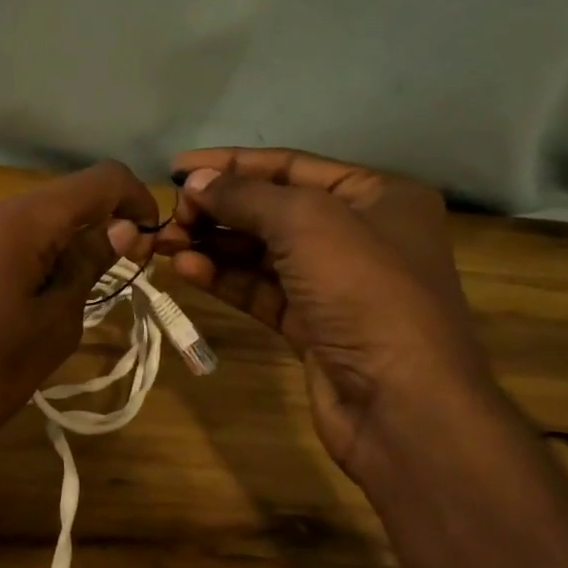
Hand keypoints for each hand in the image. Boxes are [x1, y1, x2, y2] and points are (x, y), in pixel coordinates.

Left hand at [0, 160, 157, 470]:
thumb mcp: (51, 327)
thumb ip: (88, 267)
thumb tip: (119, 228)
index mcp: (19, 220)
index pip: (99, 181)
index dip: (135, 201)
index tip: (146, 245)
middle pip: (56, 208)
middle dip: (86, 242)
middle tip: (91, 300)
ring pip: (18, 231)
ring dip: (45, 260)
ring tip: (35, 320)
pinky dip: (9, 267)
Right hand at [154, 147, 496, 477]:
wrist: (402, 403)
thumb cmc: (364, 292)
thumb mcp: (304, 224)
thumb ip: (244, 196)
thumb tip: (196, 182)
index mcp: (376, 195)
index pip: (289, 166)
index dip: (230, 163)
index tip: (176, 170)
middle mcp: (358, 233)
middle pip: (271, 209)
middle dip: (217, 210)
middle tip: (169, 218)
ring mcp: (334, 283)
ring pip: (260, 252)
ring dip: (213, 245)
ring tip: (165, 244)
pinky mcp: (311, 323)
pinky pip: (259, 289)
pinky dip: (223, 278)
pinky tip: (186, 271)